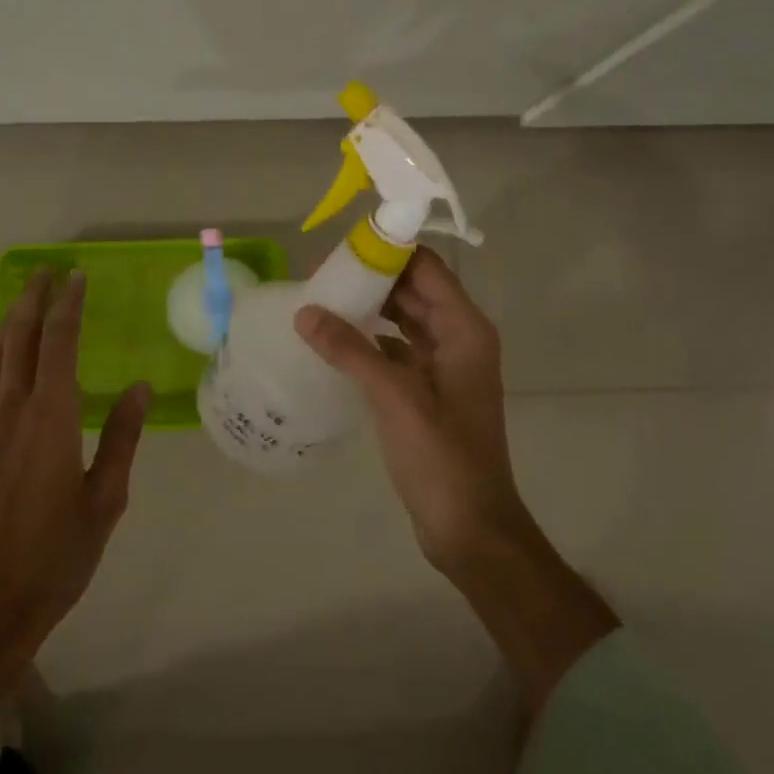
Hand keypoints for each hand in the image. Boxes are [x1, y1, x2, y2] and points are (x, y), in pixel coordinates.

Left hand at [0, 270, 150, 696]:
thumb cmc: (55, 557)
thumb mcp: (105, 501)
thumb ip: (121, 439)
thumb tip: (138, 388)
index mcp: (50, 420)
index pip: (58, 344)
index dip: (68, 306)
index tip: (76, 278)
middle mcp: (11, 413)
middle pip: (18, 340)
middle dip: (33, 301)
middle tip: (47, 272)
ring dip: (8, 324)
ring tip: (23, 301)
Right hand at [293, 249, 524, 571]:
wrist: (469, 526)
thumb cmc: (441, 456)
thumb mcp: (394, 396)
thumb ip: (350, 350)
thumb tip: (304, 311)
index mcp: (464, 329)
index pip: (426, 268)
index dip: (388, 252)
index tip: (342, 247)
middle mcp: (458, 339)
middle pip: (414, 290)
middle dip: (372, 279)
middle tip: (320, 275)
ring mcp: (445, 367)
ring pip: (405, 320)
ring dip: (369, 309)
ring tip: (322, 302)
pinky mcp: (429, 392)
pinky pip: (398, 351)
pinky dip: (370, 342)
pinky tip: (335, 344)